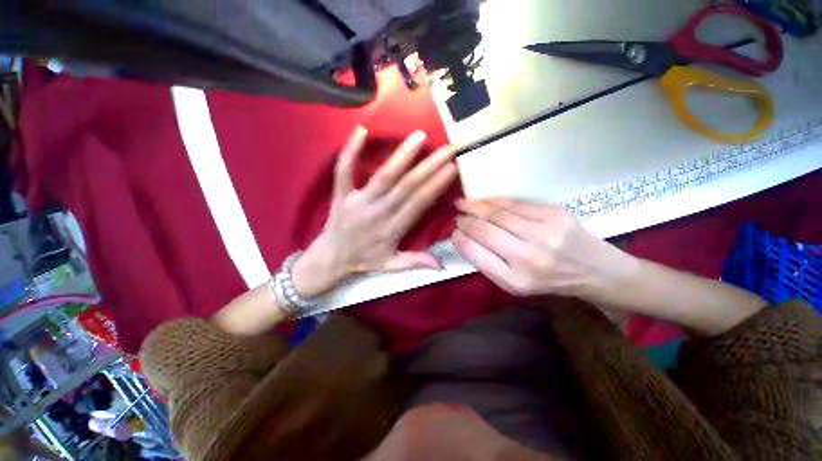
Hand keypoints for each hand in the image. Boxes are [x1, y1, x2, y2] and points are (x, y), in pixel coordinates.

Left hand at [293, 127, 457, 297]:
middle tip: (447, 148)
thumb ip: (416, 262)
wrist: (330, 258)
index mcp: (393, 229)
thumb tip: (442, 265)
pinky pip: (344, 171)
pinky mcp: (341, 194)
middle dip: (429, 166)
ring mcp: (358, 202)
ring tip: (419, 136)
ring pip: (383, 176)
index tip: (453, 168)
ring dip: (402, 156)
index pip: (419, 203)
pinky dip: (350, 151)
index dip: (437, 185)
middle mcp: (378, 213)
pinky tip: (362, 130)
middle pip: (407, 187)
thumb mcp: (391, 266)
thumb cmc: (364, 260)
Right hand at [451, 198, 633, 299]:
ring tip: (463, 202)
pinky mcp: (556, 214)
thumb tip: (465, 239)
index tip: (453, 232)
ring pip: (498, 213)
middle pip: (485, 230)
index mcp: (515, 281)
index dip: (460, 239)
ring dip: (476, 205)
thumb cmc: (550, 282)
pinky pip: (516, 203)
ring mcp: (544, 234)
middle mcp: (528, 258)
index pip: (476, 254)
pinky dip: (496, 200)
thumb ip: (489, 264)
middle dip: (465, 219)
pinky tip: (485, 200)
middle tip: (456, 214)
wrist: (597, 272)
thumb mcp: (515, 285)